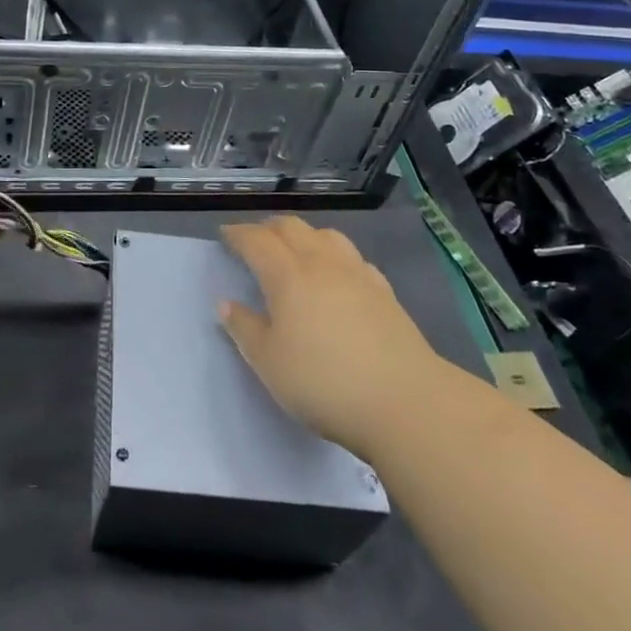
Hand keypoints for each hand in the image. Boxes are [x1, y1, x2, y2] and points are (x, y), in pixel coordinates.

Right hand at [218, 217, 433, 457]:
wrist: (405, 402)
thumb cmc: (324, 382)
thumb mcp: (269, 363)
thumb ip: (245, 329)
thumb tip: (227, 303)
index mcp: (287, 275)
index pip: (257, 240)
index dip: (238, 234)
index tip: (225, 236)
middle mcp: (321, 263)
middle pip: (292, 228)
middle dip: (268, 229)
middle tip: (255, 241)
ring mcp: (357, 274)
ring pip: (326, 235)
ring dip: (304, 236)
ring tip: (295, 252)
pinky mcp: (385, 291)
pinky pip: (352, 257)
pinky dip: (334, 256)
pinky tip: (336, 276)